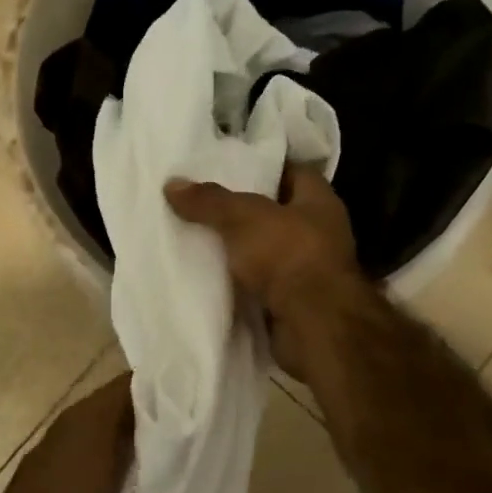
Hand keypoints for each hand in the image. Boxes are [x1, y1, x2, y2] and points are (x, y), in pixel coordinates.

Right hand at [165, 164, 365, 375]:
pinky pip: (259, 284)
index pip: (293, 172)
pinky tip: (209, 276)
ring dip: (239, 250)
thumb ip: (209, 201)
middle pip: (275, 213)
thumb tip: (172, 184)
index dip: (263, 166)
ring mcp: (308, 270)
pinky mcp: (293, 302)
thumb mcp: (243, 217)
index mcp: (319, 201)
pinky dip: (239, 283)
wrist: (314, 326)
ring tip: (197, 237)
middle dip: (242, 211)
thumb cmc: (288, 255)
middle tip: (203, 203)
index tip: (229, 166)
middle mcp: (319, 233)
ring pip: (265, 251)